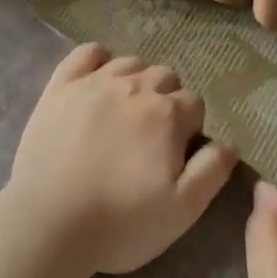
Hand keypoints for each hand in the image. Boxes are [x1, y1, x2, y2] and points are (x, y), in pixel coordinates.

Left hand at [6, 43, 238, 276]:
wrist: (47, 224)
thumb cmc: (121, 222)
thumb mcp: (183, 210)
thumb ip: (212, 171)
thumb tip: (230, 143)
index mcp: (168, 114)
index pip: (195, 103)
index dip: (190, 128)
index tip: (176, 154)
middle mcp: (134, 87)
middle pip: (165, 77)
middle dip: (167, 100)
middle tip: (151, 137)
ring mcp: (94, 83)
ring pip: (130, 63)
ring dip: (136, 81)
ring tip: (125, 112)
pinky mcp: (60, 87)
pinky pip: (85, 53)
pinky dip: (98, 59)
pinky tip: (97, 80)